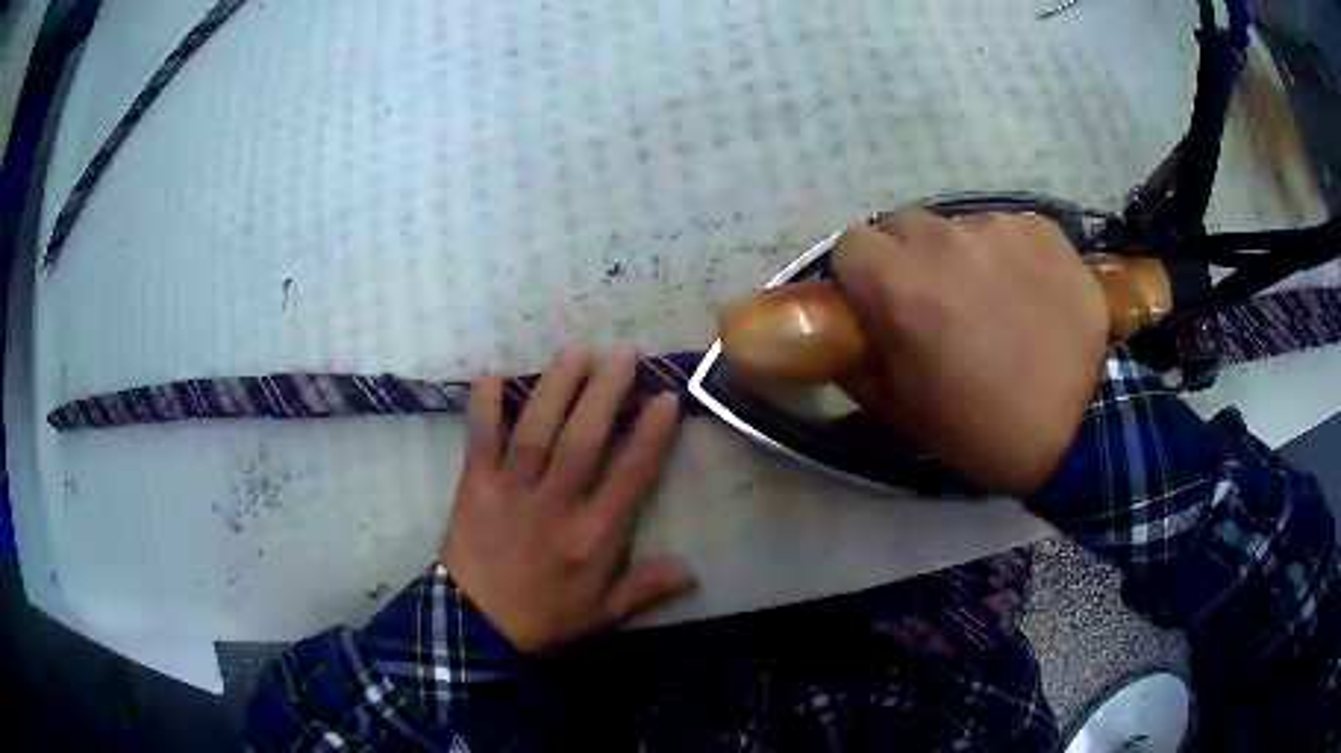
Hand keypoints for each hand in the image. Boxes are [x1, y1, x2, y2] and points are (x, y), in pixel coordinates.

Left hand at [442, 344, 693, 652]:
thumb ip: (645, 590)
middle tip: (623, 352)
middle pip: (583, 441)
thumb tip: (690, 569)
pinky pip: (480, 442)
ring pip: (537, 432)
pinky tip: (490, 374)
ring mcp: (511, 493)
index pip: (629, 476)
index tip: (665, 397)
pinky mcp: (474, 488)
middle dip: (605, 393)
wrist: (475, 629)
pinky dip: (483, 408)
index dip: (650, 435)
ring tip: (577, 349)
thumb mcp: (602, 615)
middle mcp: (555, 506)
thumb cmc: (544, 619)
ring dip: (557, 388)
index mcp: (592, 538)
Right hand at [832, 211, 1108, 496]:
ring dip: (961, 257)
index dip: (861, 276)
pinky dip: (1008, 255)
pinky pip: (1006, 230)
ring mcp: (998, 227)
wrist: (1084, 428)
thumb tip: (844, 338)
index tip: (880, 307)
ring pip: (957, 227)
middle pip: (903, 226)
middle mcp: (944, 240)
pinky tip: (1031, 294)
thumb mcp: (905, 413)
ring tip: (995, 303)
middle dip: (907, 259)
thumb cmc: (985, 430)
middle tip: (936, 305)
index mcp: (900, 286)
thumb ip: (858, 365)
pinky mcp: (1041, 229)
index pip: (851, 245)